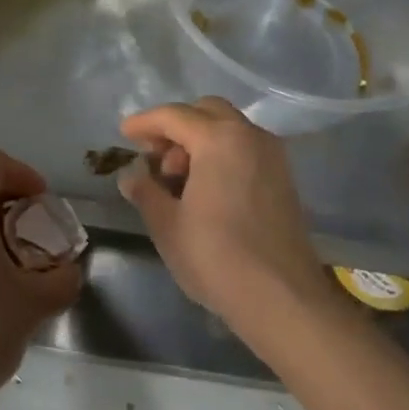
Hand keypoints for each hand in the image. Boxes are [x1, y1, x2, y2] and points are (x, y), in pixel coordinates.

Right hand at [118, 98, 337, 334]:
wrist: (281, 297)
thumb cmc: (215, 257)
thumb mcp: (167, 225)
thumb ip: (145, 191)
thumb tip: (132, 176)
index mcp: (219, 140)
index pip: (174, 116)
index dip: (145, 122)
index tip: (124, 134)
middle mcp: (250, 136)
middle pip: (207, 112)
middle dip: (176, 127)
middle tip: (154, 157)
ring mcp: (273, 156)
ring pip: (229, 129)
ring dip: (200, 141)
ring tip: (177, 179)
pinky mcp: (284, 179)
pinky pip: (245, 149)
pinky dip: (221, 155)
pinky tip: (205, 189)